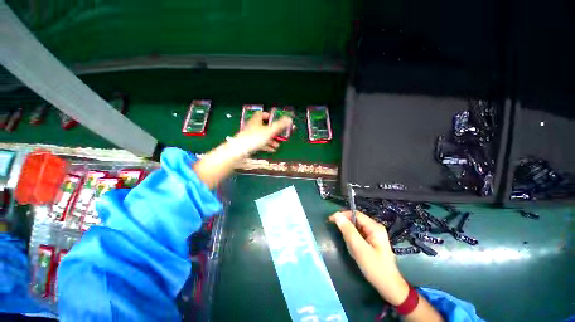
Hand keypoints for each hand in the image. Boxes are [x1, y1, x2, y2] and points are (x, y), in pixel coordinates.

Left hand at [233, 111, 292, 154]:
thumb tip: (289, 118)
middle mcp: (253, 127)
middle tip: (280, 135)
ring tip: (278, 145)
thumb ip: (280, 125)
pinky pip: (260, 143)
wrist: (240, 150)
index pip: (261, 114)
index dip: (268, 116)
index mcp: (256, 121)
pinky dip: (266, 146)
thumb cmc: (255, 138)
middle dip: (273, 131)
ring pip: (263, 136)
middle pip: (264, 126)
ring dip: (271, 140)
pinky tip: (272, 150)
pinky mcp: (249, 144)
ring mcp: (250, 136)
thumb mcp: (270, 131)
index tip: (275, 120)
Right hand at [329, 211, 409, 305]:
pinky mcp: (372, 241)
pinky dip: (352, 238)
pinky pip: (358, 234)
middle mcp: (375, 228)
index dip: (342, 215)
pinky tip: (352, 247)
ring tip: (347, 244)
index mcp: (374, 227)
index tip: (330, 221)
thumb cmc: (375, 268)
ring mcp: (374, 235)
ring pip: (356, 227)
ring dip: (348, 233)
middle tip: (338, 234)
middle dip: (345, 225)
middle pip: (355, 220)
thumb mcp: (359, 249)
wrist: (389, 287)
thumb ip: (348, 231)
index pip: (355, 214)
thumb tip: (336, 215)